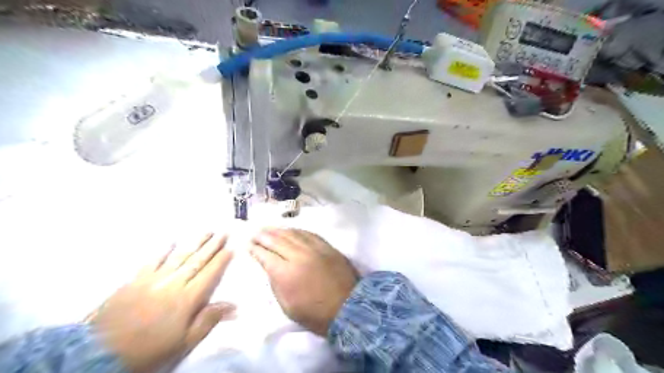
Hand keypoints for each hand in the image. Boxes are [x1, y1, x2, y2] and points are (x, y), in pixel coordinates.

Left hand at [87, 231, 232, 370]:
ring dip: (194, 242)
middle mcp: (173, 283)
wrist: (99, 353)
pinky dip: (163, 250)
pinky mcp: (135, 280)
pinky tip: (171, 241)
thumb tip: (234, 306)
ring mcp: (153, 279)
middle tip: (223, 232)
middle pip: (197, 261)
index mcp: (187, 298)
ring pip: (179, 256)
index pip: (209, 274)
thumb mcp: (183, 342)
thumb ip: (208, 320)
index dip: (221, 260)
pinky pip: (152, 261)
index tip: (231, 247)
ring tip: (206, 231)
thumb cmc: (149, 350)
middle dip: (212, 246)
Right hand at [251, 228, 360, 334]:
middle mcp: (298, 256)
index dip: (255, 249)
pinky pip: (309, 233)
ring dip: (278, 230)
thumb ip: (275, 283)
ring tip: (269, 228)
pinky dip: (297, 230)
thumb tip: (270, 267)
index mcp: (285, 273)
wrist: (347, 308)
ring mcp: (314, 249)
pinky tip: (291, 230)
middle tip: (255, 233)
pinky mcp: (327, 246)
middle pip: (277, 240)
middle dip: (263, 236)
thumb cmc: (315, 314)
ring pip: (292, 234)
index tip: (249, 245)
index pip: (265, 255)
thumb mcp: (287, 306)